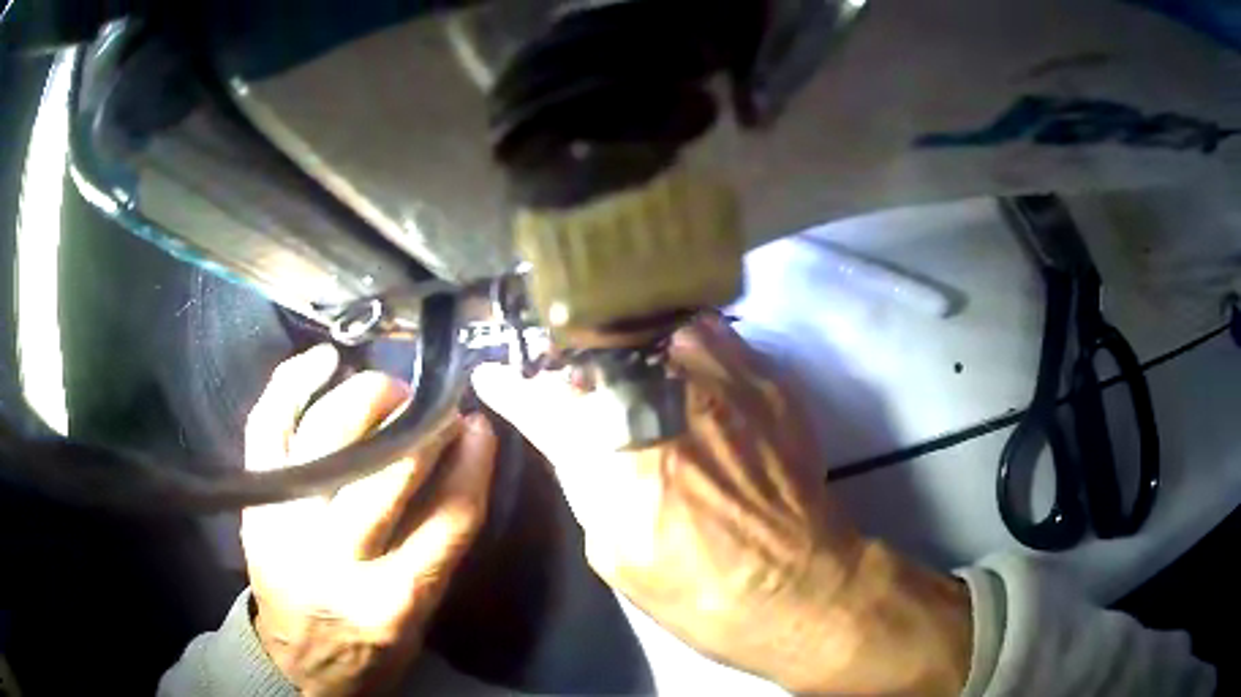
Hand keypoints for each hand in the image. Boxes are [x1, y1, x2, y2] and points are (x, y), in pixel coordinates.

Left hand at [242, 345, 496, 696]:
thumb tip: (462, 457)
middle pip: (384, 471)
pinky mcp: (254, 503)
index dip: (471, 463)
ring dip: (367, 398)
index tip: (479, 425)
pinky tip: (324, 361)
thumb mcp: (421, 617)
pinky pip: (268, 426)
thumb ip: (440, 544)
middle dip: (421, 424)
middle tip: (438, 405)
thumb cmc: (368, 647)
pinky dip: (292, 383)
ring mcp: (284, 524)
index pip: (446, 519)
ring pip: (327, 436)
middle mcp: (333, 559)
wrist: (295, 662)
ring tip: (391, 389)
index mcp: (389, 601)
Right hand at [473, 319, 971, 694]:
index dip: (511, 386)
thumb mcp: (613, 553)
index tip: (493, 376)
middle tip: (559, 369)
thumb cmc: (698, 591)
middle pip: (593, 347)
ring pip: (650, 326)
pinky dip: (678, 340)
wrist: (798, 586)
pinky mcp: (765, 378)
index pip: (542, 401)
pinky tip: (673, 359)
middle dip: (564, 355)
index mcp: (617, 457)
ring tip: (613, 358)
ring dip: (620, 340)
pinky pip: (708, 331)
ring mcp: (722, 381)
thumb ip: (583, 480)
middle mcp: (665, 402)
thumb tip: (558, 435)